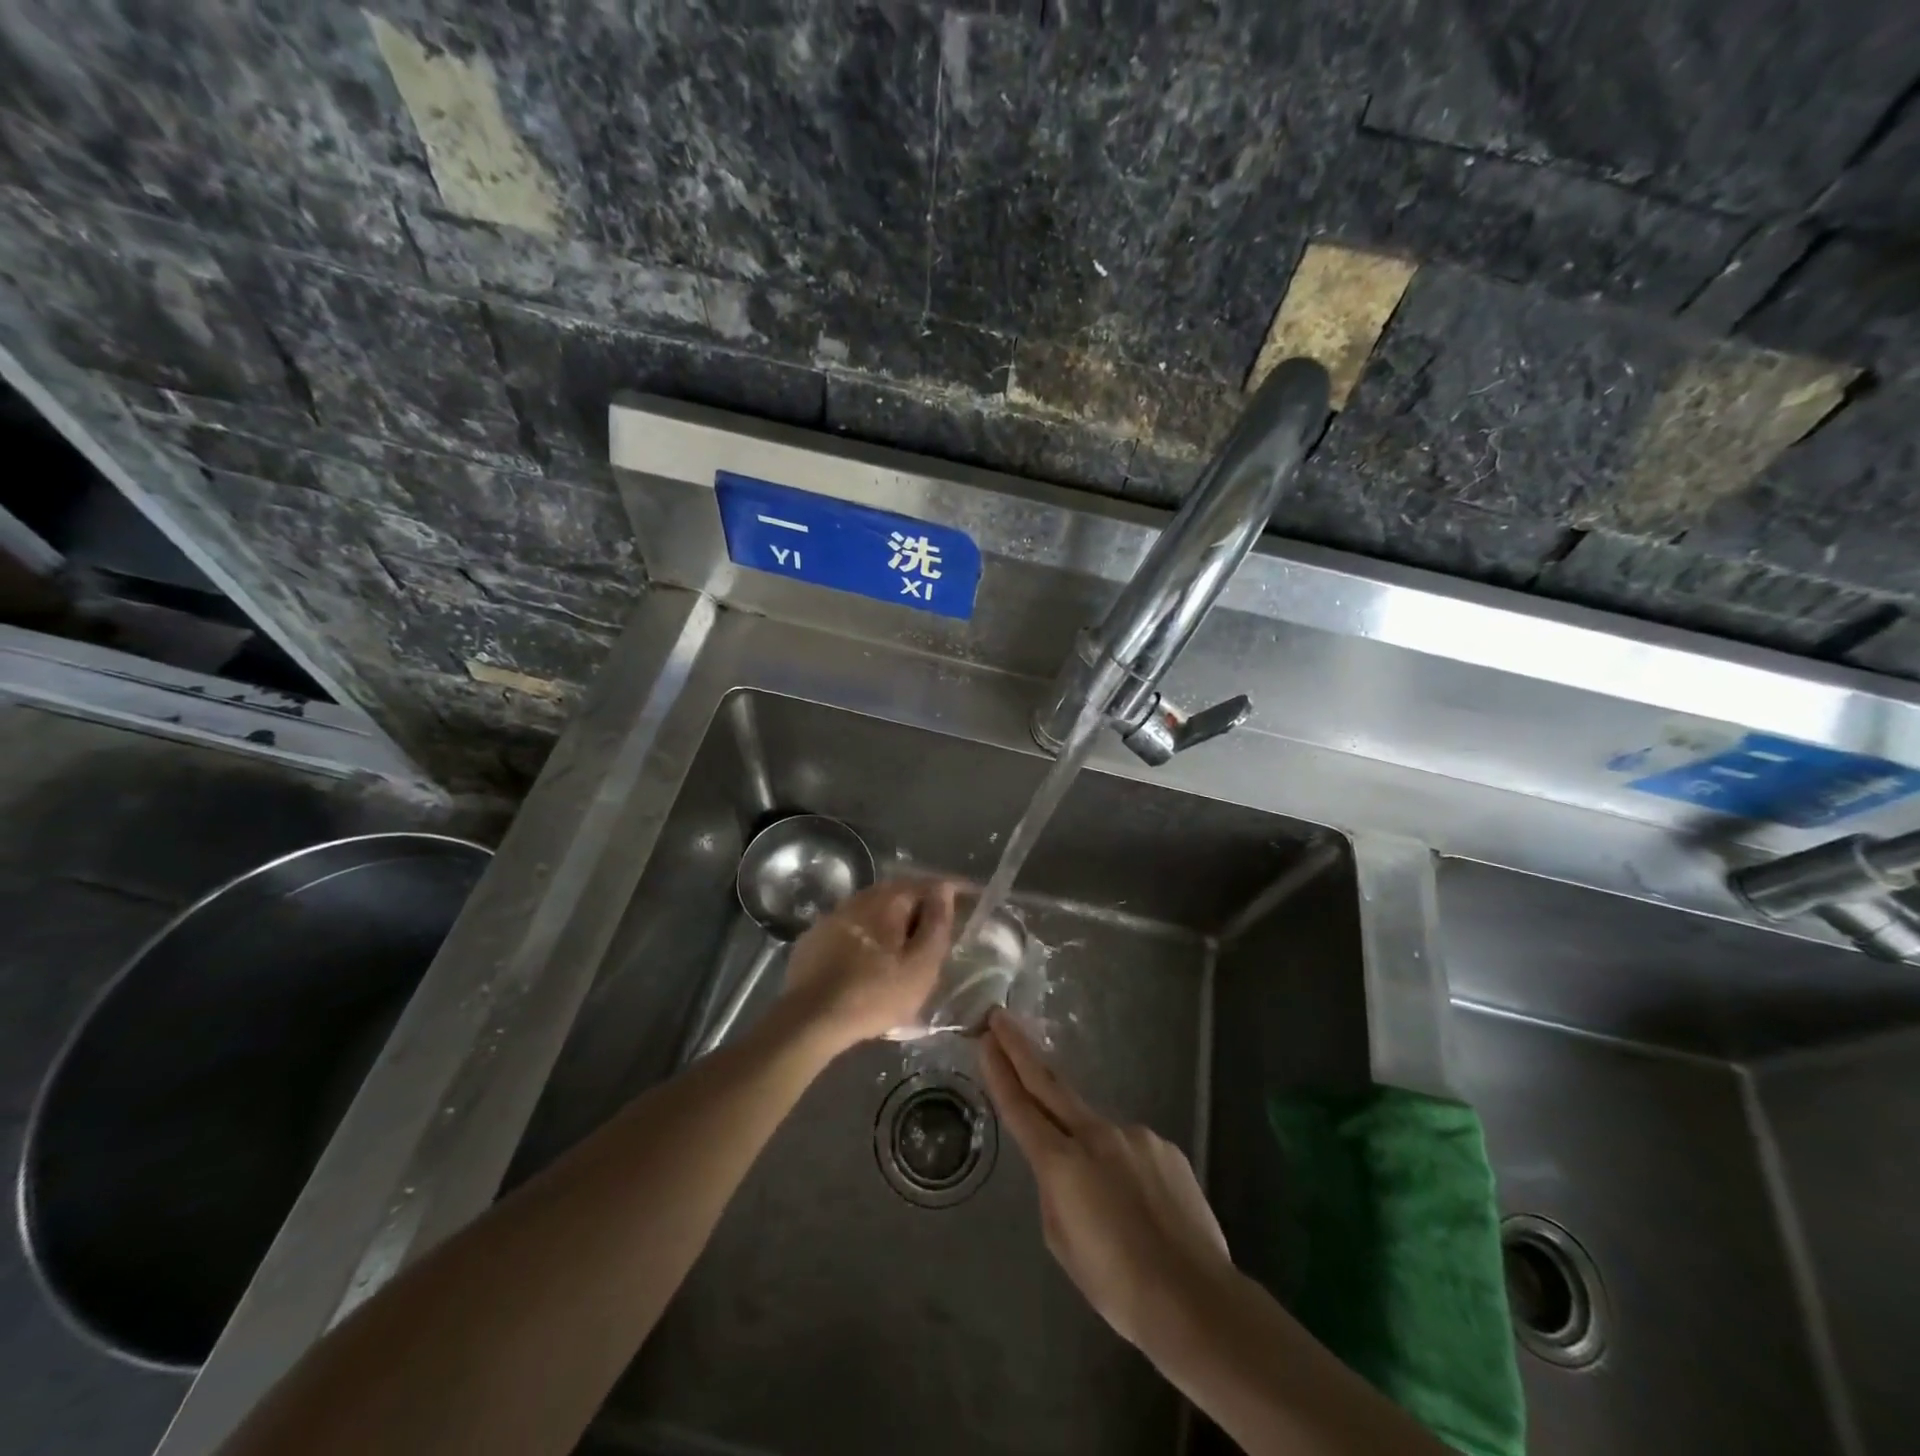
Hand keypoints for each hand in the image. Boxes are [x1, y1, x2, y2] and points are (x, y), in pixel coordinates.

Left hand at [781, 877, 956, 1050]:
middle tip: (939, 925)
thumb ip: (937, 924)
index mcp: (888, 900)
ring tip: (906, 944)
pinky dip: (868, 935)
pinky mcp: (815, 938)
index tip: (970, 898)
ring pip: (873, 911)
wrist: (809, 1019)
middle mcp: (860, 898)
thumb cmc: (874, 994)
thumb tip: (944, 890)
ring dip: (893, 921)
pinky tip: (870, 957)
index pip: (928, 884)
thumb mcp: (920, 966)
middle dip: (921, 905)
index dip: (952, 890)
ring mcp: (833, 916)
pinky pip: (852, 928)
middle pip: (899, 894)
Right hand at [980, 1010, 1232, 1350]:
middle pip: (1050, 1084)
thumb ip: (1055, 1190)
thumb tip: (1062, 1166)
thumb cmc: (1117, 1285)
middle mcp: (1097, 1134)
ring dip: (1089, 1151)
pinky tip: (1140, 1209)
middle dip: (1021, 1049)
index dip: (1000, 1071)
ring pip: (1097, 1132)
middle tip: (1000, 1018)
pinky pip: (1132, 1150)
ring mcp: (1135, 1135)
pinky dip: (1125, 1170)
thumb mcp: (1063, 1242)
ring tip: (1109, 1208)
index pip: (1021, 1106)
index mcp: (1063, 1162)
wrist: (1195, 1300)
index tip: (985, 1039)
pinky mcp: (1165, 1146)